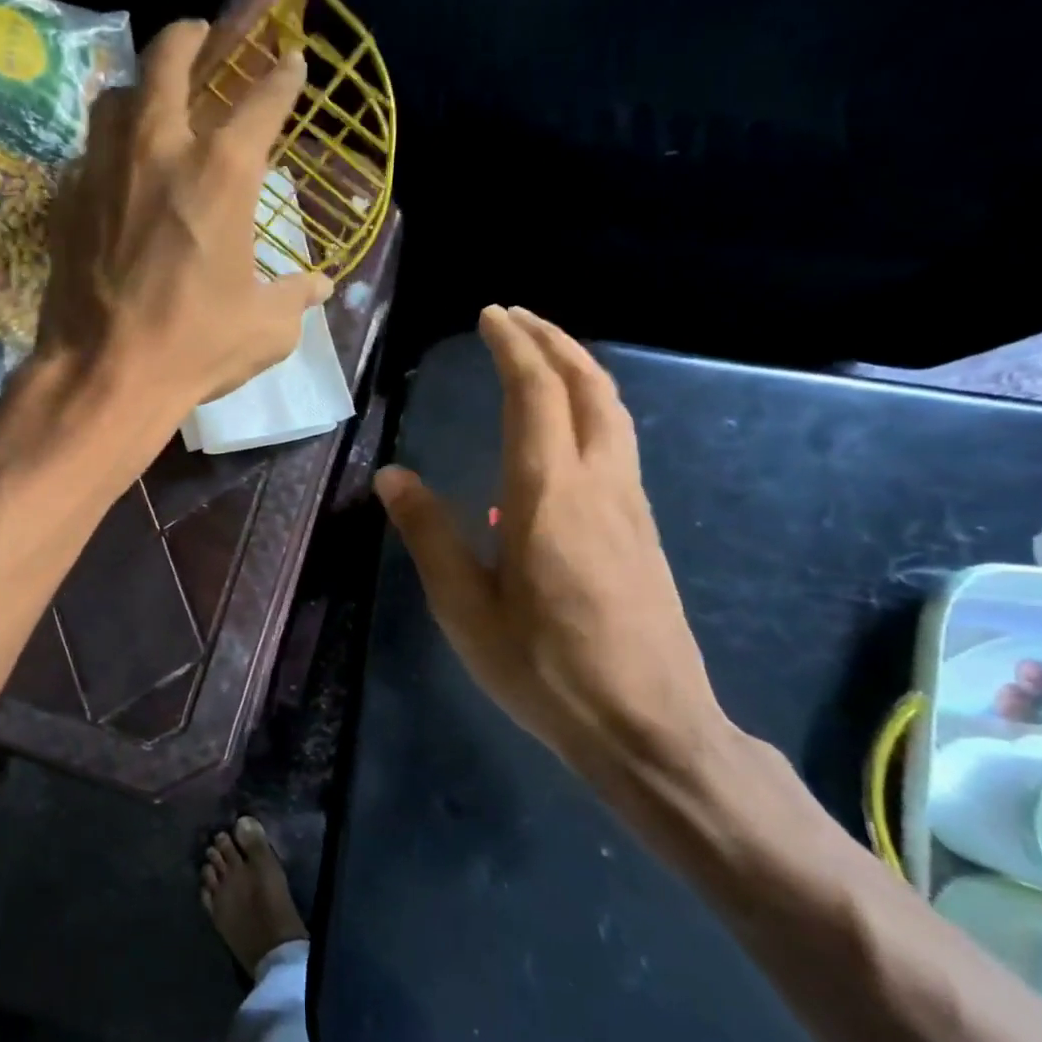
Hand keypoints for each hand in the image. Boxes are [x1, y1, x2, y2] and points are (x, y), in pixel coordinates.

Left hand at [34, 18, 332, 427]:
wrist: (106, 375)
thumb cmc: (196, 347)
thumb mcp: (265, 329)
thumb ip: (295, 297)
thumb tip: (321, 286)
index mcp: (222, 173)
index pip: (262, 100)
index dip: (283, 77)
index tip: (291, 63)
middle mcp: (159, 149)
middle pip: (170, 57)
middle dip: (192, 37)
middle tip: (202, 40)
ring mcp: (104, 168)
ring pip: (117, 95)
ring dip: (140, 88)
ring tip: (152, 104)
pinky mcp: (66, 199)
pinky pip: (89, 152)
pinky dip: (108, 151)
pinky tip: (117, 177)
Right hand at [375, 307, 736, 790]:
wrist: (648, 725)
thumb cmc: (545, 669)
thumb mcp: (466, 608)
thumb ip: (430, 535)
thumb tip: (393, 476)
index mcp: (548, 494)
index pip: (535, 393)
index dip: (513, 346)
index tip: (490, 316)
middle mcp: (599, 483)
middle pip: (588, 386)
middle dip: (552, 341)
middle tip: (515, 318)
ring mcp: (631, 505)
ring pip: (612, 411)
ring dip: (578, 369)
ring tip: (542, 356)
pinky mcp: (643, 530)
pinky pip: (618, 443)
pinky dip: (591, 408)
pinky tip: (566, 430)